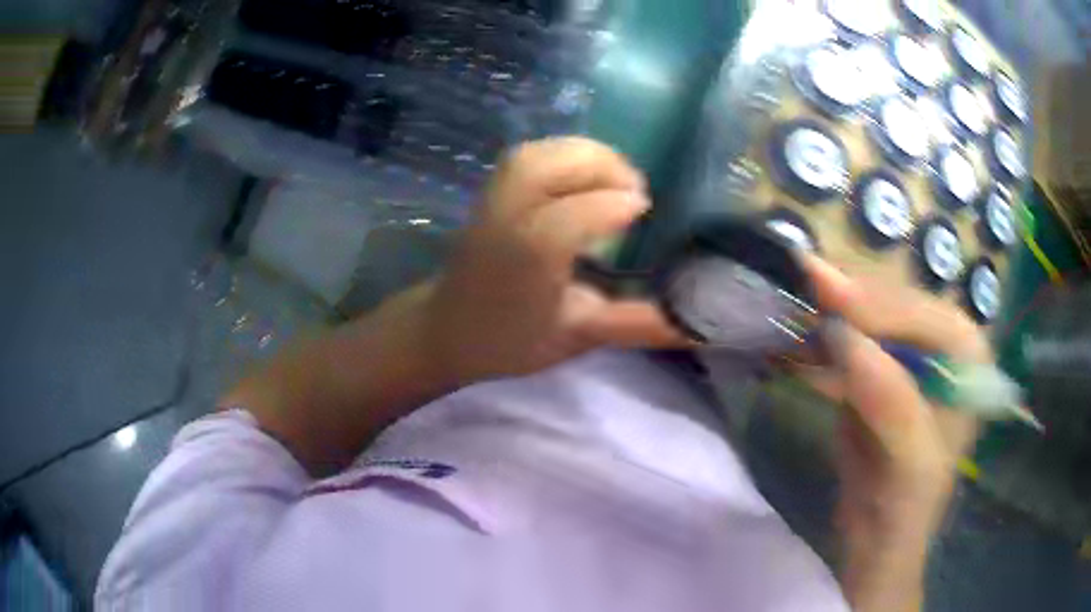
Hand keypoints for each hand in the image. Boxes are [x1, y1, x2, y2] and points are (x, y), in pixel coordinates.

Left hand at [421, 137, 687, 387]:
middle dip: (604, 167)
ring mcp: (493, 200)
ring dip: (586, 155)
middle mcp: (507, 219)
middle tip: (635, 192)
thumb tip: (697, 325)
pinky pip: (529, 155)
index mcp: (527, 260)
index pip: (575, 216)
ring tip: (615, 178)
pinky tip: (584, 174)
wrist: (446, 330)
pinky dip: (564, 153)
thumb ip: (636, 324)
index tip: (646, 211)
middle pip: (553, 166)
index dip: (616, 206)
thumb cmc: (510, 340)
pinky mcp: (490, 191)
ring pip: (540, 153)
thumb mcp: (579, 338)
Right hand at [803, 258, 986, 611]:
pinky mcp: (877, 375)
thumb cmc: (907, 508)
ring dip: (831, 314)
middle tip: (802, 276)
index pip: (924, 314)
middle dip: (850, 298)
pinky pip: (849, 348)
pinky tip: (795, 336)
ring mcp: (908, 359)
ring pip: (869, 322)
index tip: (826, 290)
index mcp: (967, 360)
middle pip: (895, 308)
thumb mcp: (910, 464)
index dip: (877, 302)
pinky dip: (821, 343)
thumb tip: (846, 341)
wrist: (878, 540)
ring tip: (794, 295)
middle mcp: (942, 347)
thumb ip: (891, 403)